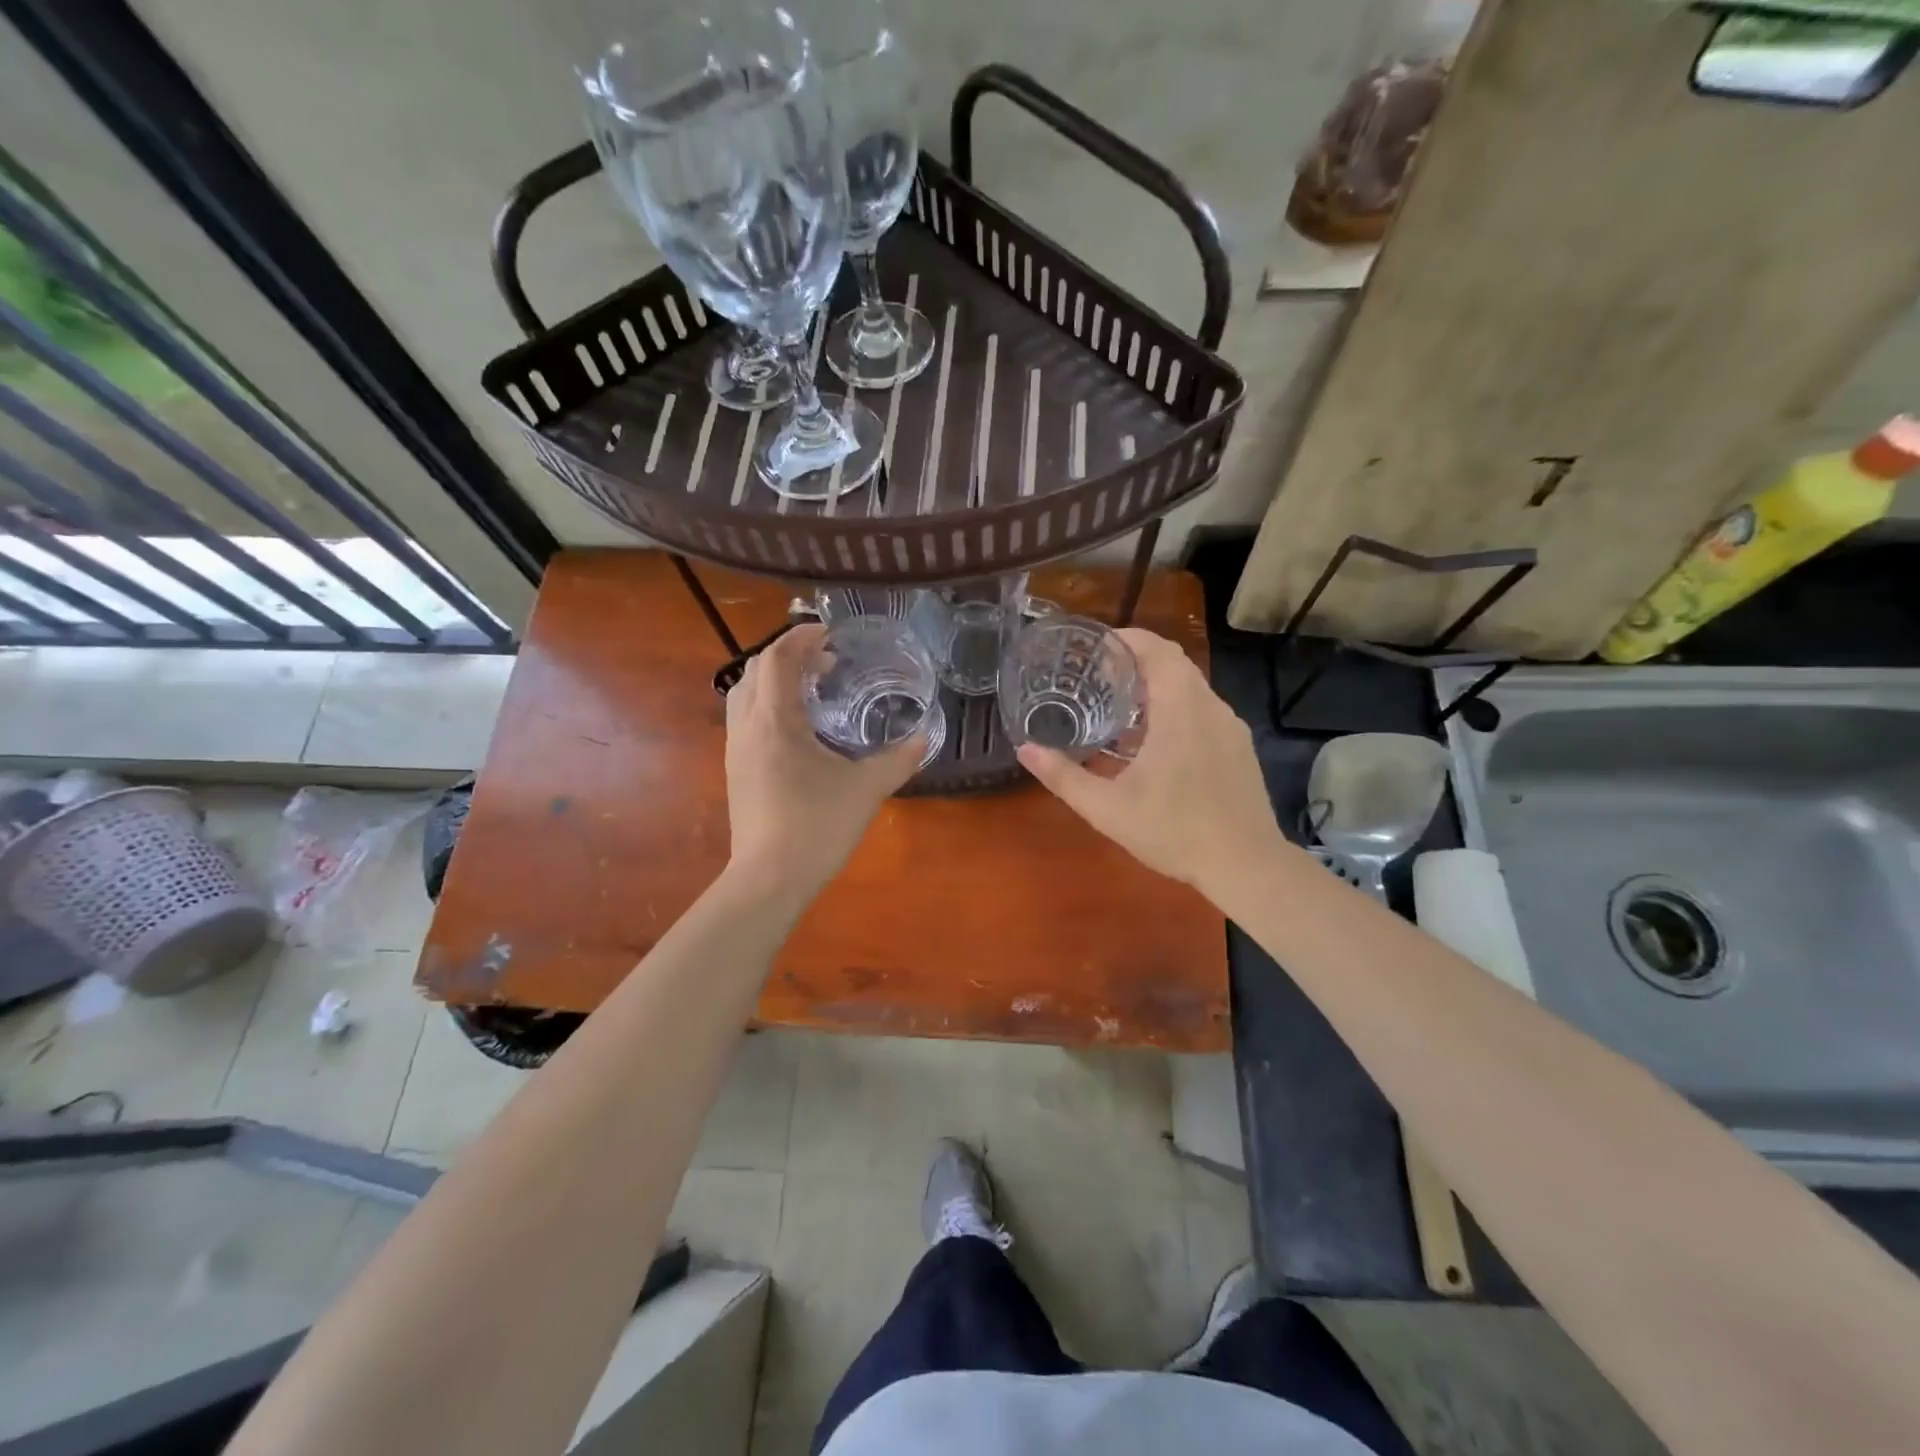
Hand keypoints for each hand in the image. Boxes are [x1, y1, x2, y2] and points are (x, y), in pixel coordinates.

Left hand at [723, 624, 923, 897]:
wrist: (768, 879)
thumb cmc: (816, 826)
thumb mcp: (866, 789)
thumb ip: (898, 760)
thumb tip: (924, 739)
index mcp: (775, 722)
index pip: (777, 660)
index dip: (800, 638)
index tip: (829, 633)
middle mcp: (747, 728)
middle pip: (755, 671)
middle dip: (788, 657)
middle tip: (825, 662)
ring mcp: (736, 751)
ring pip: (744, 696)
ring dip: (774, 682)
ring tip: (812, 691)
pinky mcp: (736, 772)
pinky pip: (746, 721)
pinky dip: (768, 707)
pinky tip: (798, 731)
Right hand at [1016, 628, 1284, 892]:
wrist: (1247, 865)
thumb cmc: (1175, 831)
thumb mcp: (1108, 808)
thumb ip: (1063, 776)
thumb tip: (1024, 749)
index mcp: (1180, 708)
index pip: (1157, 649)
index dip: (1125, 638)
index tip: (1094, 645)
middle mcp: (1210, 706)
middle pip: (1173, 663)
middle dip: (1135, 661)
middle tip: (1097, 674)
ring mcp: (1230, 726)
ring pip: (1190, 687)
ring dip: (1156, 686)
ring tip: (1118, 706)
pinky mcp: (1238, 747)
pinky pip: (1203, 710)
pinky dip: (1175, 708)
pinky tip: (1153, 742)